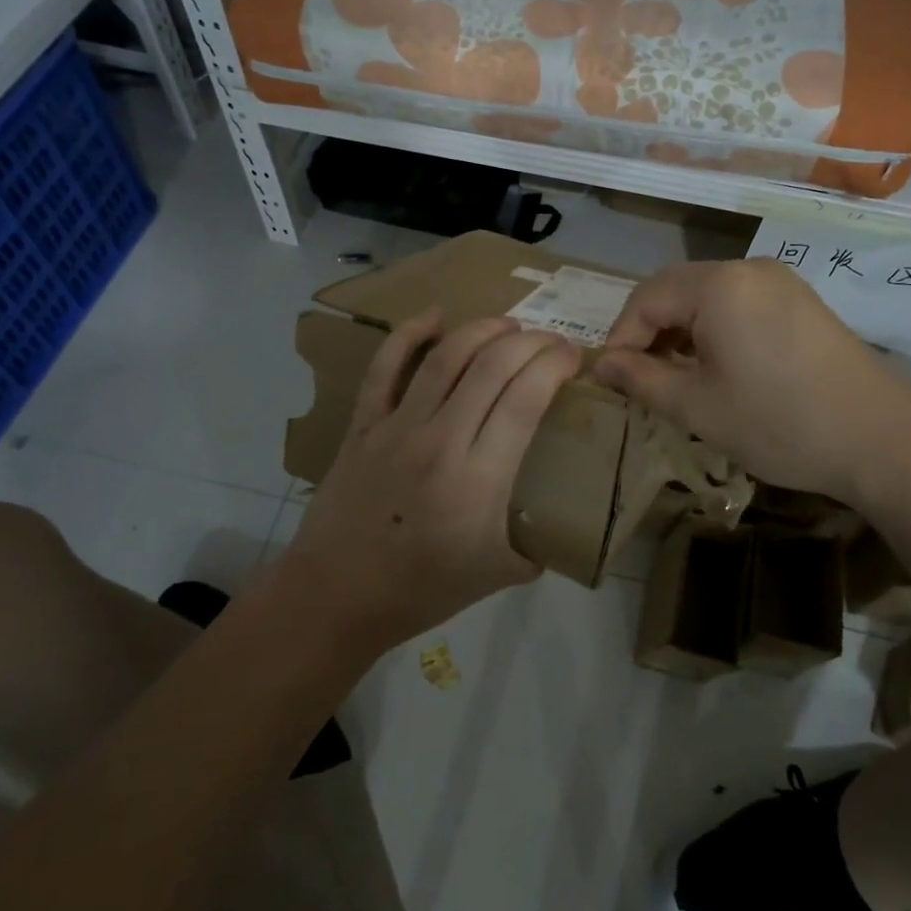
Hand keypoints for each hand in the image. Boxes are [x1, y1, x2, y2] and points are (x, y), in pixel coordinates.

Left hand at [285, 310, 580, 653]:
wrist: (337, 594)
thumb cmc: (423, 589)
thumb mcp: (499, 574)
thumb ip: (539, 540)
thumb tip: (565, 516)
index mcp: (479, 480)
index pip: (526, 397)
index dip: (554, 364)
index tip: (572, 358)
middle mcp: (440, 440)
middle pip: (493, 366)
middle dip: (531, 342)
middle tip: (551, 342)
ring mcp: (396, 427)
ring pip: (446, 356)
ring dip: (484, 329)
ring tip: (509, 326)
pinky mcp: (364, 423)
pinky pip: (385, 366)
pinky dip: (409, 333)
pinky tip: (434, 315)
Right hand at [594, 259, 910, 504]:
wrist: (881, 439)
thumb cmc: (778, 423)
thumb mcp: (697, 407)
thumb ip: (641, 379)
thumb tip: (601, 364)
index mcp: (718, 285)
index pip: (645, 298)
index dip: (621, 337)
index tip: (611, 379)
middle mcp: (747, 269)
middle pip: (675, 290)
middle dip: (649, 331)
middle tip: (640, 379)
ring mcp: (779, 281)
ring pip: (706, 296)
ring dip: (681, 330)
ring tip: (675, 376)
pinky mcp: (800, 300)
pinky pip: (738, 303)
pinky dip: (714, 328)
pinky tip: (718, 366)